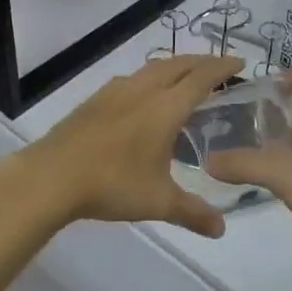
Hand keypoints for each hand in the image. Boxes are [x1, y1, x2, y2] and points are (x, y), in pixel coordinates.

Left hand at [13, 54, 244, 237]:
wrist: (51, 176)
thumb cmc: (111, 185)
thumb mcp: (158, 202)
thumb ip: (192, 213)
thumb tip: (221, 229)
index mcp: (165, 107)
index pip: (202, 78)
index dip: (222, 67)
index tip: (240, 62)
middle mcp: (143, 90)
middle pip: (178, 64)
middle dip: (201, 62)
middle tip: (218, 67)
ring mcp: (115, 91)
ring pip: (153, 68)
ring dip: (174, 66)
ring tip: (184, 77)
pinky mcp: (95, 99)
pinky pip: (132, 78)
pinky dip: (149, 77)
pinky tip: (143, 95)